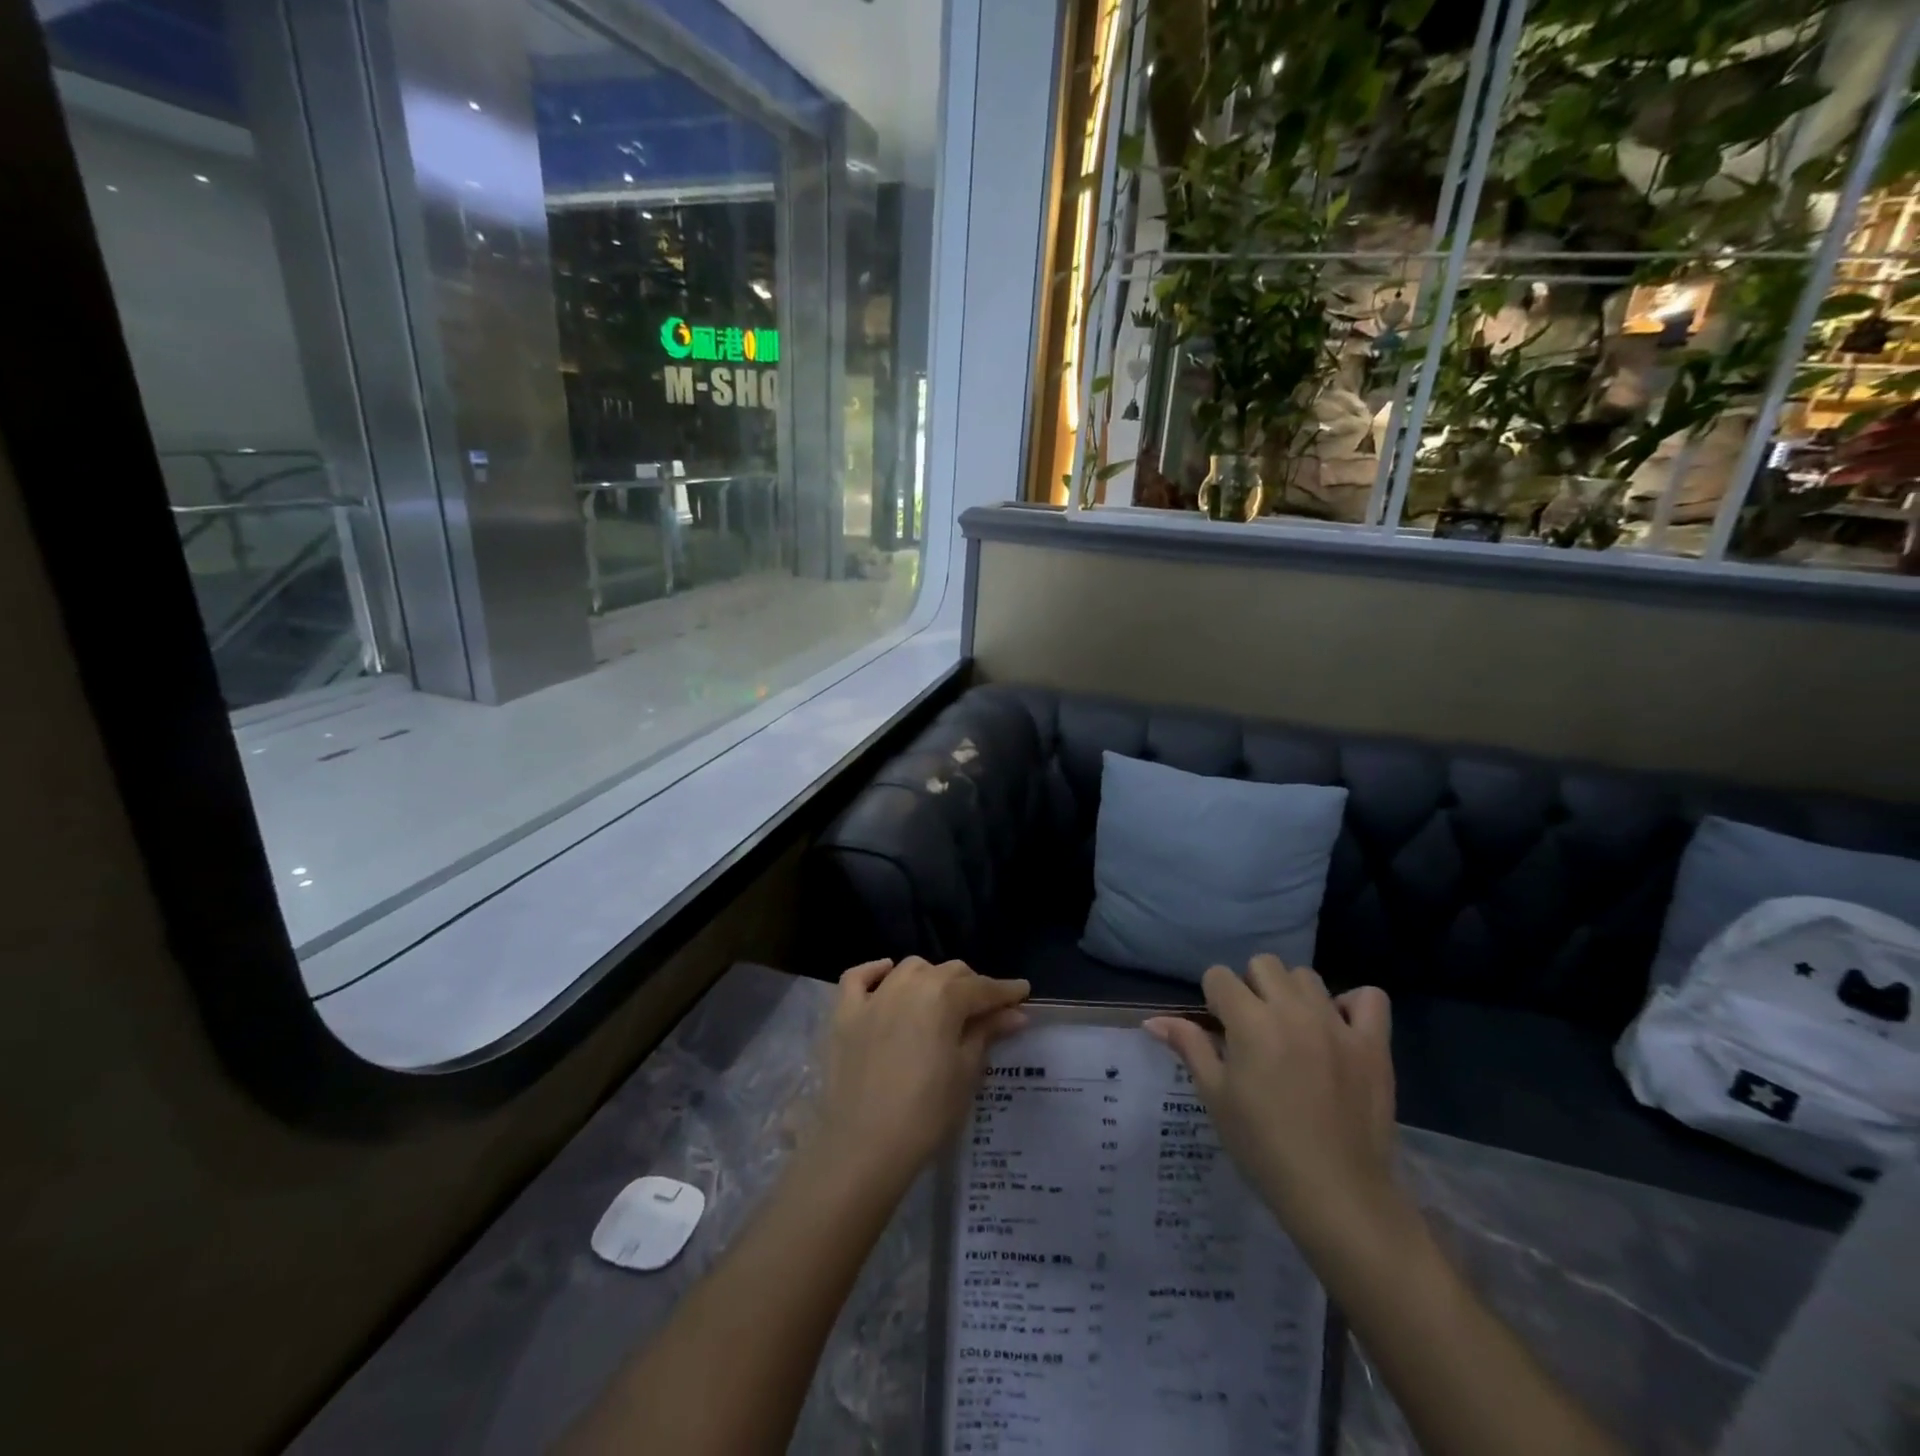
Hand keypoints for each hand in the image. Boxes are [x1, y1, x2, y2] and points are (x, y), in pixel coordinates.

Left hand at [809, 957, 1029, 1193]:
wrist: (863, 1147)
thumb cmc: (926, 1113)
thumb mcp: (966, 1073)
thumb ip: (987, 1034)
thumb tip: (1014, 1014)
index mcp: (944, 997)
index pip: (984, 987)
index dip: (1006, 991)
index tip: (1022, 992)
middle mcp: (910, 984)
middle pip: (949, 972)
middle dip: (972, 985)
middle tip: (986, 1009)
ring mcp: (874, 997)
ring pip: (910, 968)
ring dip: (931, 977)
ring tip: (941, 999)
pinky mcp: (844, 1014)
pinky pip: (858, 978)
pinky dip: (875, 972)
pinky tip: (886, 974)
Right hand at [1145, 955, 1408, 1258]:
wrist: (1337, 1194)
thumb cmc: (1263, 1147)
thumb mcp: (1216, 1096)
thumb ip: (1189, 1047)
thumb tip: (1153, 1021)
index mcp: (1250, 1021)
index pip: (1219, 976)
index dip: (1213, 1000)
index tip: (1220, 1031)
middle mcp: (1293, 1010)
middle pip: (1263, 964)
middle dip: (1251, 988)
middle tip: (1254, 1029)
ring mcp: (1338, 1024)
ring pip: (1307, 976)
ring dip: (1293, 994)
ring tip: (1293, 1031)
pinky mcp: (1374, 1044)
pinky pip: (1370, 998)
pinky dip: (1353, 1006)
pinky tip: (1339, 1029)